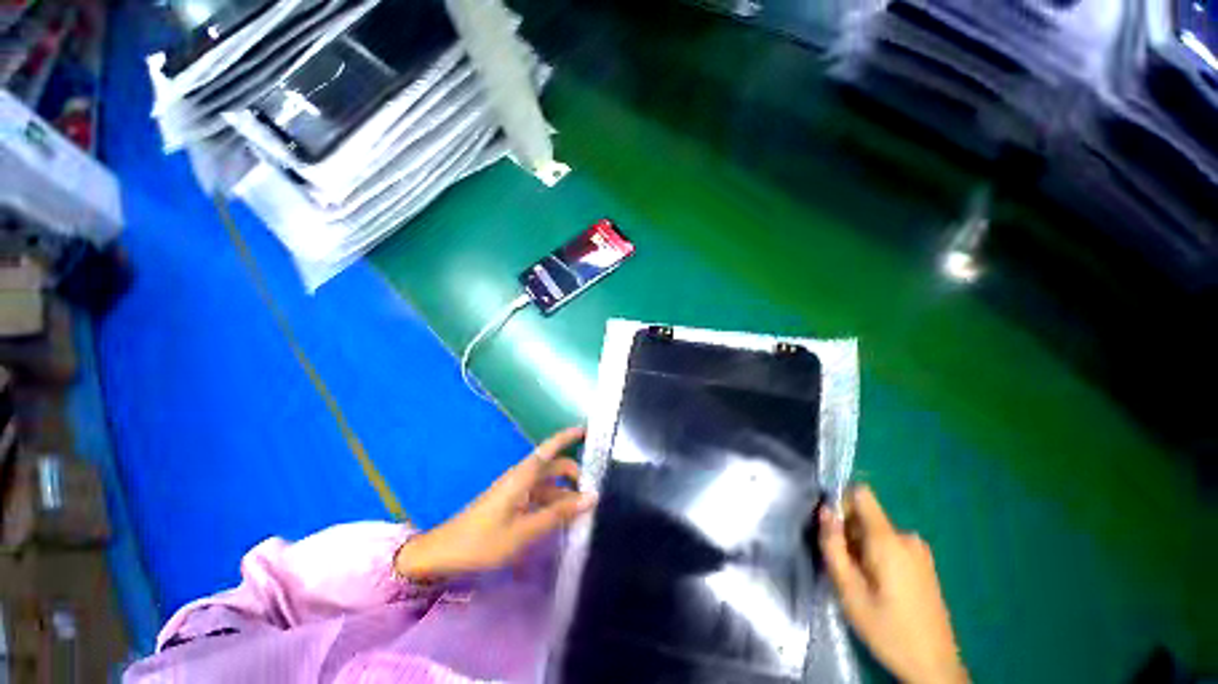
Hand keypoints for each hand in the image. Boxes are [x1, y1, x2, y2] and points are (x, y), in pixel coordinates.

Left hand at [395, 427, 596, 580]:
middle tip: (595, 492)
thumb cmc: (483, 541)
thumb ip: (558, 514)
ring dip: (566, 493)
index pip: (549, 448)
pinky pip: (540, 497)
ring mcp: (517, 490)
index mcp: (523, 476)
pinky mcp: (512, 503)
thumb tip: (591, 498)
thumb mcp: (524, 531)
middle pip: (553, 467)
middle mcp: (522, 477)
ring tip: (584, 510)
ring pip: (548, 484)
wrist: (444, 554)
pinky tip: (564, 519)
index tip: (587, 430)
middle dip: (574, 474)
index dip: (567, 437)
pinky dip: (554, 504)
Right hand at [818, 486, 967, 683]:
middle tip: (847, 571)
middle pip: (865, 517)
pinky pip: (891, 545)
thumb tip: (824, 511)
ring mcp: (919, 551)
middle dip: (849, 535)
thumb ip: (833, 546)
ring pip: (876, 533)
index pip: (861, 494)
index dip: (841, 504)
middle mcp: (907, 537)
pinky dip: (878, 558)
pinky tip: (881, 589)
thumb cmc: (887, 629)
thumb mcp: (849, 591)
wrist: (934, 666)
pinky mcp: (924, 563)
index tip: (834, 533)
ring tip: (864, 584)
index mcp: (888, 540)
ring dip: (862, 549)